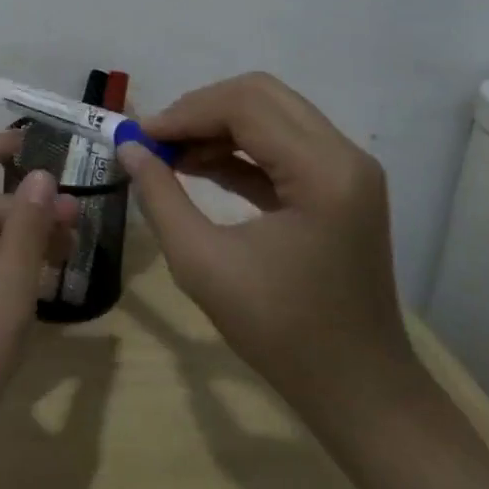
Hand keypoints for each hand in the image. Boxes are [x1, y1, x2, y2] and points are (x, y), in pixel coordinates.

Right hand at [116, 73, 415, 430]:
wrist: (360, 394)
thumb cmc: (283, 334)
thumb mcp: (204, 265)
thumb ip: (161, 197)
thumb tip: (128, 147)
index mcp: (323, 172)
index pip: (244, 107)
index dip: (185, 114)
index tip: (140, 137)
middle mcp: (344, 155)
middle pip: (260, 95)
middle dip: (200, 109)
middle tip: (157, 140)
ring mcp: (346, 169)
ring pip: (270, 113)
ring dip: (217, 124)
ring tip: (170, 154)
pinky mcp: (339, 185)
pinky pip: (281, 143)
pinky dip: (237, 146)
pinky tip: (197, 166)